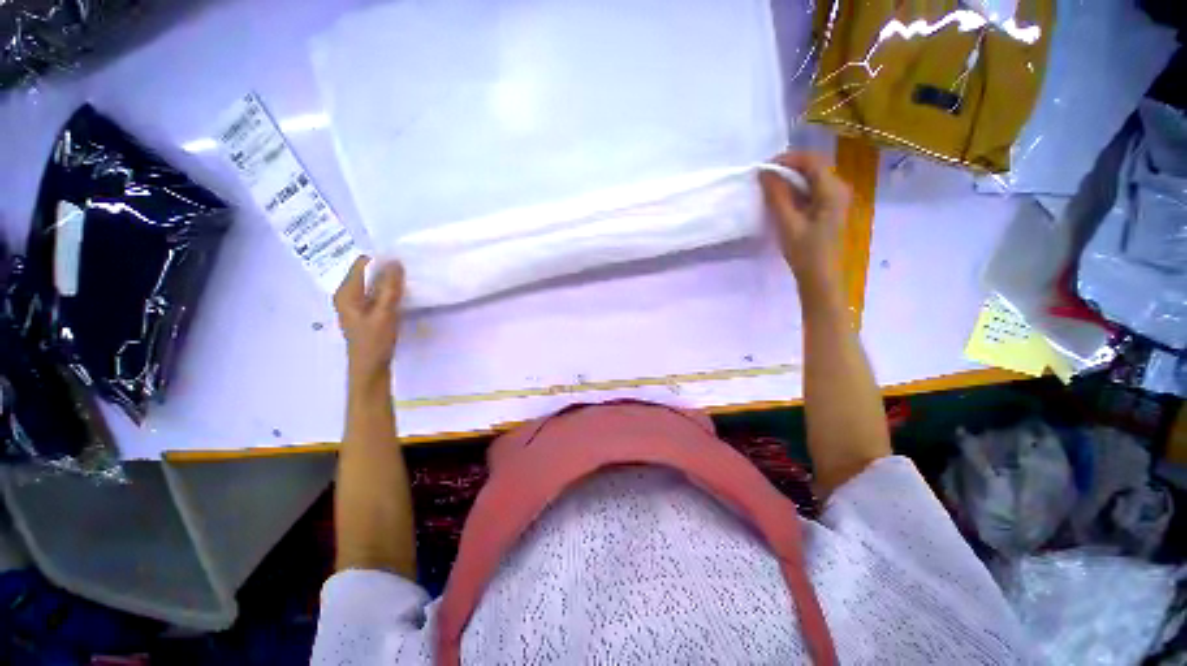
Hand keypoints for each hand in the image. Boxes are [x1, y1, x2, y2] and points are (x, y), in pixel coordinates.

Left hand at [334, 256, 404, 382]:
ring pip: (373, 284)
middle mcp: (347, 295)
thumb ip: (390, 288)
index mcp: (346, 293)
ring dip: (389, 282)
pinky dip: (388, 292)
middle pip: (367, 273)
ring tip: (408, 282)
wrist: (370, 369)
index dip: (381, 260)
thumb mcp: (385, 314)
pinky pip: (377, 294)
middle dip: (386, 271)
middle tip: (409, 271)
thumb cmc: (374, 342)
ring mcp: (356, 304)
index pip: (362, 264)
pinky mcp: (365, 313)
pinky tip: (401, 296)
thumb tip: (396, 262)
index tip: (403, 261)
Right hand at [759, 151, 850, 287]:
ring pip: (811, 179)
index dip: (787, 159)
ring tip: (768, 190)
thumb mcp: (788, 223)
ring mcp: (835, 199)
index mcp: (832, 190)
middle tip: (763, 179)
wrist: (820, 277)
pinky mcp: (829, 209)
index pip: (811, 161)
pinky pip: (812, 191)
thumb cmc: (805, 252)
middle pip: (813, 167)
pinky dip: (795, 191)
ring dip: (790, 181)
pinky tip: (781, 201)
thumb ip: (777, 196)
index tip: (763, 168)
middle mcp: (839, 189)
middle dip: (787, 169)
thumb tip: (764, 172)